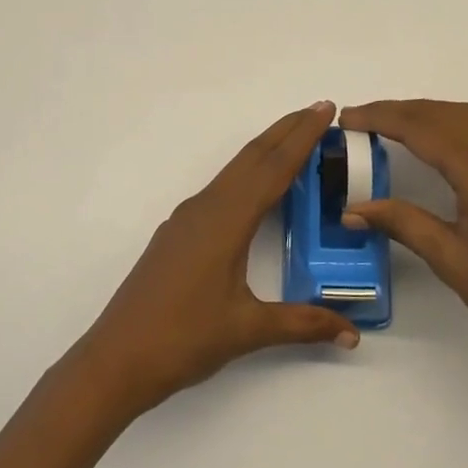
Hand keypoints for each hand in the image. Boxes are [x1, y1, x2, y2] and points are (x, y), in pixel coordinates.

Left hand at [70, 102, 359, 417]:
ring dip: (266, 150)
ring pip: (234, 171)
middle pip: (252, 158)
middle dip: (286, 130)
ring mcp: (187, 219)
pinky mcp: (178, 233)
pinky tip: (255, 187)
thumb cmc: (182, 339)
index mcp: (226, 221)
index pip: (273, 168)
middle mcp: (206, 208)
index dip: (302, 137)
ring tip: (295, 138)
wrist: (116, 358)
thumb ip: (302, 324)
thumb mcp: (247, 330)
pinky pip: (221, 188)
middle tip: (319, 110)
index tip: (326, 109)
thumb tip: (351, 334)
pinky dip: (247, 173)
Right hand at [340, 99, 467, 384]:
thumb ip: (401, 223)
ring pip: (464, 118)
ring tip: (386, 126)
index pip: (420, 128)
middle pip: (442, 113)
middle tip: (357, 120)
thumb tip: (351, 210)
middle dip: (397, 110)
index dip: (379, 118)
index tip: (345, 118)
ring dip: (424, 114)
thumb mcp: (450, 258)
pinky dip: (447, 126)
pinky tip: (431, 145)